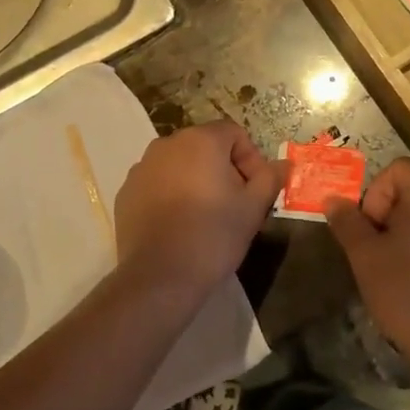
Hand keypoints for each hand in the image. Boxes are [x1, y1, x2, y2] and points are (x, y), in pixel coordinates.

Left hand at [115, 121, 285, 295]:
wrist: (160, 276)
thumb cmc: (214, 235)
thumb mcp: (253, 208)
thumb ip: (270, 178)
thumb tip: (283, 164)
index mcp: (200, 140)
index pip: (234, 134)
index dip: (251, 160)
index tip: (255, 192)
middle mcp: (166, 144)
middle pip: (205, 147)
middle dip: (224, 170)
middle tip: (234, 205)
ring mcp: (141, 168)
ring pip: (179, 165)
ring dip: (196, 181)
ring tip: (205, 217)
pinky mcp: (125, 192)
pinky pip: (157, 184)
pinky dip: (171, 195)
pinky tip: (178, 225)